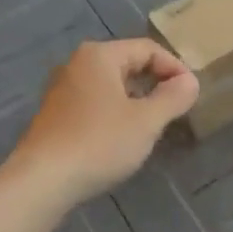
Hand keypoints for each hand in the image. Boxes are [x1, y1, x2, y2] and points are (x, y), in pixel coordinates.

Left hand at [9, 40, 199, 202]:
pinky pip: (95, 102)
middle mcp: (77, 64)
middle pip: (128, 63)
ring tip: (154, 124)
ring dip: (136, 99)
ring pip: (111, 85)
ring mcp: (62, 89)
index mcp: (100, 55)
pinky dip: (115, 112)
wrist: (40, 182)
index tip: (191, 93)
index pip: (148, 49)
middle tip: (176, 108)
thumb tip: (190, 81)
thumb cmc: (98, 143)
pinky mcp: (55, 114)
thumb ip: (173, 97)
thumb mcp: (146, 121)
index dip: (174, 67)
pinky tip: (122, 138)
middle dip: (155, 83)